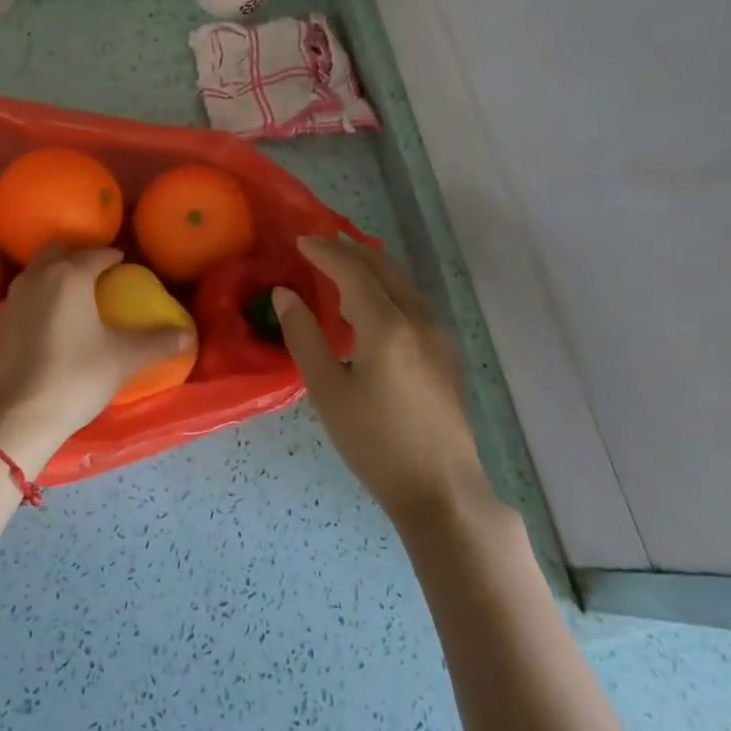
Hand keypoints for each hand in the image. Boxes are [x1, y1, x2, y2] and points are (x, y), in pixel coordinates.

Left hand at [0, 246, 192, 475]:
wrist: (15, 418)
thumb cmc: (75, 377)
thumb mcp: (124, 359)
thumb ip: (158, 342)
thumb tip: (189, 334)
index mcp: (70, 274)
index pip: (98, 254)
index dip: (115, 259)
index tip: (127, 268)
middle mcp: (38, 276)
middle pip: (60, 251)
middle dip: (80, 256)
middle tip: (99, 276)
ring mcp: (12, 298)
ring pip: (37, 271)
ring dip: (56, 275)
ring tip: (76, 297)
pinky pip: (23, 297)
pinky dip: (39, 298)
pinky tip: (49, 323)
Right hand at [274, 236, 491, 523]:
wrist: (441, 488)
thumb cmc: (375, 443)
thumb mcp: (327, 391)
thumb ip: (304, 336)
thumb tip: (285, 294)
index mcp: (387, 325)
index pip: (353, 270)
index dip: (325, 251)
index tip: (300, 242)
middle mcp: (418, 318)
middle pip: (383, 267)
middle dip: (350, 250)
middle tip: (319, 246)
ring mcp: (438, 334)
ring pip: (402, 282)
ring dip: (371, 267)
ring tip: (341, 268)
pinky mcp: (445, 352)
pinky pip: (412, 301)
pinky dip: (387, 288)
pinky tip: (371, 307)